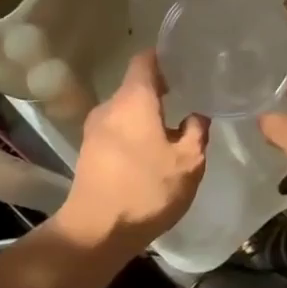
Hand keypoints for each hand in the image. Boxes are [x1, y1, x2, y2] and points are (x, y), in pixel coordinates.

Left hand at [56, 50, 206, 252]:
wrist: (96, 231)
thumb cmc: (146, 190)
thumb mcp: (188, 163)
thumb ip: (197, 132)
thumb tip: (197, 115)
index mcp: (134, 99)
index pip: (145, 59)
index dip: (165, 56)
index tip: (185, 61)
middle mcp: (110, 107)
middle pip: (135, 86)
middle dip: (161, 89)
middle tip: (188, 95)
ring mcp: (94, 129)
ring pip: (126, 110)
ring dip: (147, 116)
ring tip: (172, 128)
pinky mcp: (89, 151)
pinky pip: (117, 130)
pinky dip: (134, 133)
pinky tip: (151, 152)